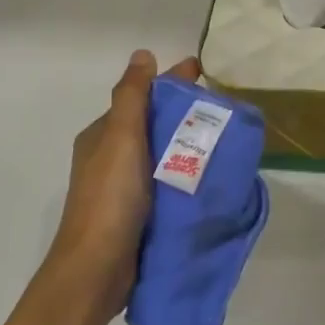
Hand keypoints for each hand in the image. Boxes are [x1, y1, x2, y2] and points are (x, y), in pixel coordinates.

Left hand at [50, 50, 201, 310]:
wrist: (97, 270)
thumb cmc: (109, 198)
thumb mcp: (120, 138)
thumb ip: (131, 96)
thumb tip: (142, 54)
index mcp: (103, 136)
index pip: (142, 97)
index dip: (171, 82)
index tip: (205, 72)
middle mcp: (112, 157)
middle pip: (154, 125)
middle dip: (185, 114)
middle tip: (225, 110)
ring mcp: (126, 188)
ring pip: (164, 155)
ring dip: (190, 146)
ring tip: (227, 141)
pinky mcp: (140, 214)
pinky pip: (169, 183)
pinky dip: (188, 175)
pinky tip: (213, 177)